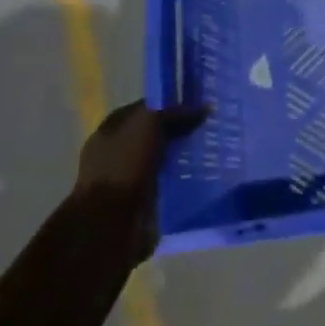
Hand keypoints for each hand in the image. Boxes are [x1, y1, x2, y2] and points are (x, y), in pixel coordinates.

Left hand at [75, 101, 206, 263]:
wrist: (110, 221)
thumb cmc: (123, 165)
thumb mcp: (148, 124)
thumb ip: (174, 112)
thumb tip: (204, 107)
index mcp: (112, 128)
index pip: (147, 108)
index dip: (172, 104)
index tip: (201, 104)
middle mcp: (118, 150)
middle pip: (157, 133)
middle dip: (182, 130)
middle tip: (212, 127)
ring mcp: (129, 176)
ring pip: (165, 157)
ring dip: (185, 155)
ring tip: (215, 150)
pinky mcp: (142, 199)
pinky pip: (168, 181)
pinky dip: (183, 177)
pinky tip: (204, 173)